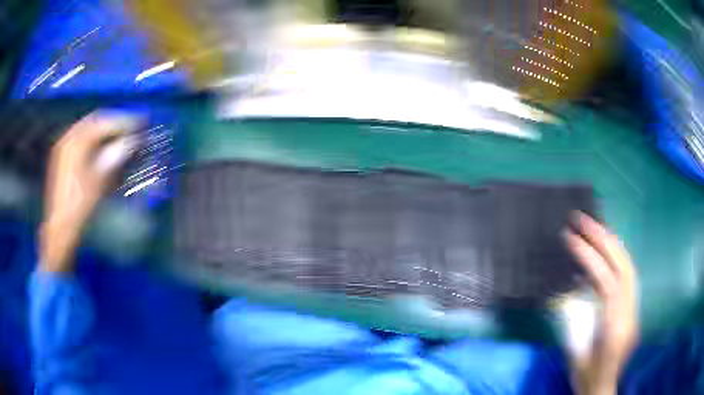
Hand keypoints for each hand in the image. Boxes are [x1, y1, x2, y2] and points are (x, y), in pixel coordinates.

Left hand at [40, 112, 139, 271]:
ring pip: (88, 127)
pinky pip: (80, 136)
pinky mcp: (61, 155)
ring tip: (119, 134)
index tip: (142, 122)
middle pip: (96, 119)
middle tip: (132, 126)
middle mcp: (70, 136)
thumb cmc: (80, 205)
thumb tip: (134, 140)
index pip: (106, 122)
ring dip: (104, 128)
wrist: (60, 227)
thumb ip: (116, 155)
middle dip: (115, 121)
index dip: (125, 121)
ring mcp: (64, 145)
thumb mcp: (100, 180)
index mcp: (78, 140)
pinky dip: (93, 137)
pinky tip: (101, 144)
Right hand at [564, 212, 638, 394]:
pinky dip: (616, 259)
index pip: (606, 284)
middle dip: (604, 240)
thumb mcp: (575, 353)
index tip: (570, 239)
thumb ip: (574, 321)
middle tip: (584, 220)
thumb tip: (567, 291)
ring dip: (612, 244)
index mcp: (614, 330)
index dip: (589, 259)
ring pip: (628, 269)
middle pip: (623, 268)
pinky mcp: (633, 309)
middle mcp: (629, 315)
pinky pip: (627, 278)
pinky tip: (605, 251)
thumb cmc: (586, 377)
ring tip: (595, 227)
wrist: (601, 390)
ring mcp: (634, 311)